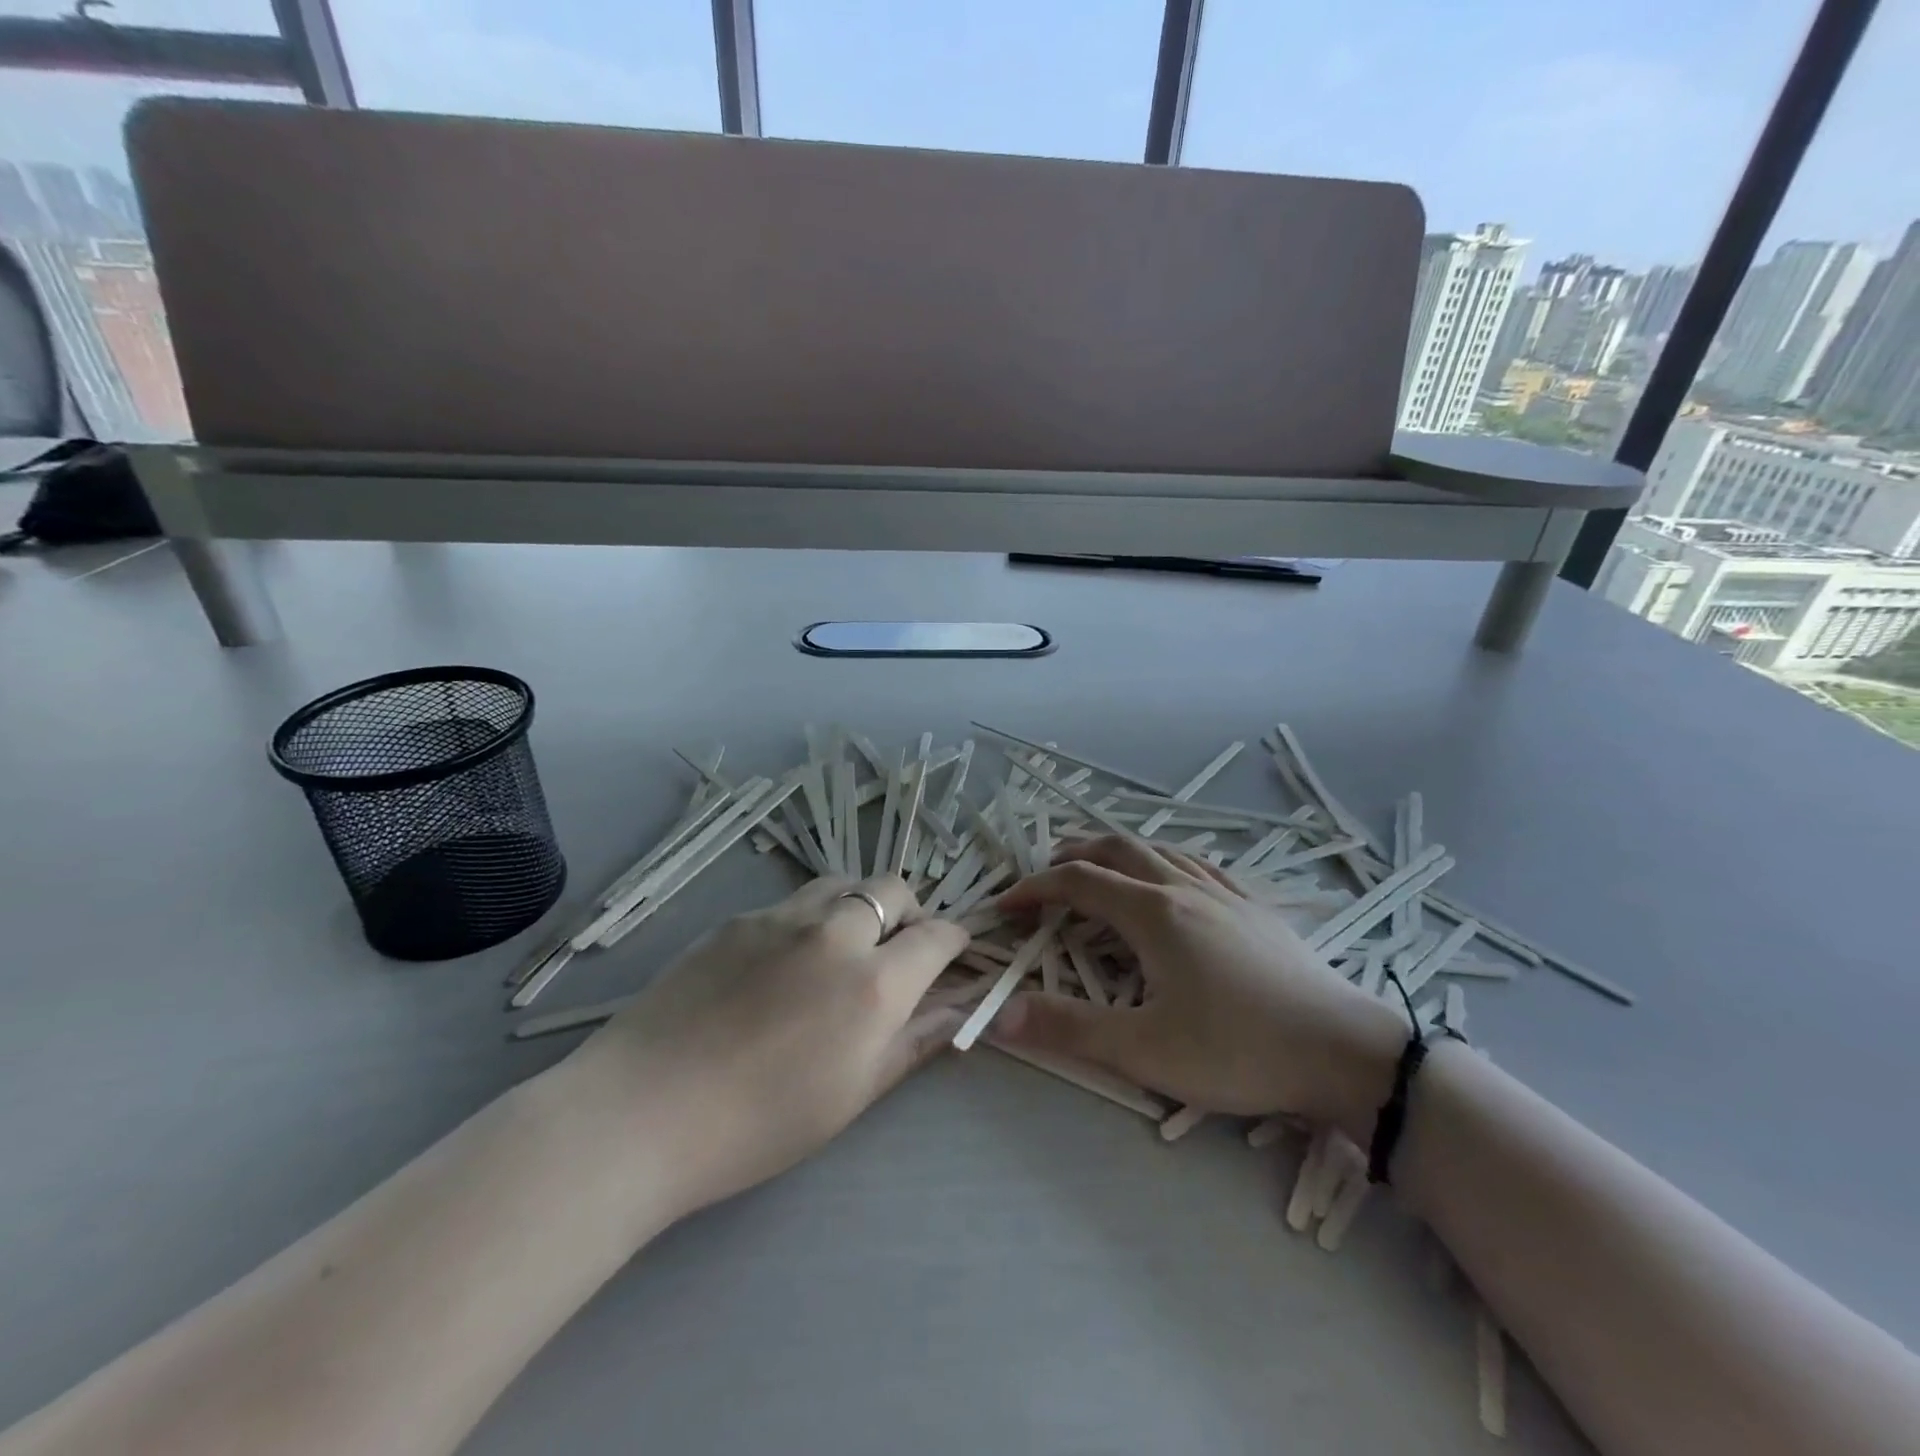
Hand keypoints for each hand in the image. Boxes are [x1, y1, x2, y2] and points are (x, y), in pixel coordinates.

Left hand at [566, 875, 968, 1217]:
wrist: (642, 1111)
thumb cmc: (760, 1124)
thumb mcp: (854, 1094)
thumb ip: (914, 1042)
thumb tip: (959, 1009)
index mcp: (875, 984)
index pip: (937, 935)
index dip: (954, 940)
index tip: (952, 954)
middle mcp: (836, 933)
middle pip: (894, 889)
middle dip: (910, 912)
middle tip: (897, 951)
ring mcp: (783, 917)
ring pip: (844, 884)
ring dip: (861, 905)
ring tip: (845, 946)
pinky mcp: (739, 918)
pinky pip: (793, 902)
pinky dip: (811, 918)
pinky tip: (784, 963)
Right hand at [994, 837, 1403, 1140]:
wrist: (1344, 1053)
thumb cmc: (1238, 1050)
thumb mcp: (1144, 1049)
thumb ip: (1068, 1029)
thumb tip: (999, 1014)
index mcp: (1153, 913)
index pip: (1078, 882)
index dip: (1035, 889)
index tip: (1006, 907)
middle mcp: (1184, 889)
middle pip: (1117, 849)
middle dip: (1075, 854)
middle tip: (1046, 873)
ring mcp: (1225, 894)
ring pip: (1160, 850)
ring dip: (1119, 851)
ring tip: (1099, 865)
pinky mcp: (1255, 909)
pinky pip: (1199, 865)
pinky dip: (1165, 859)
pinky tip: (1173, 876)